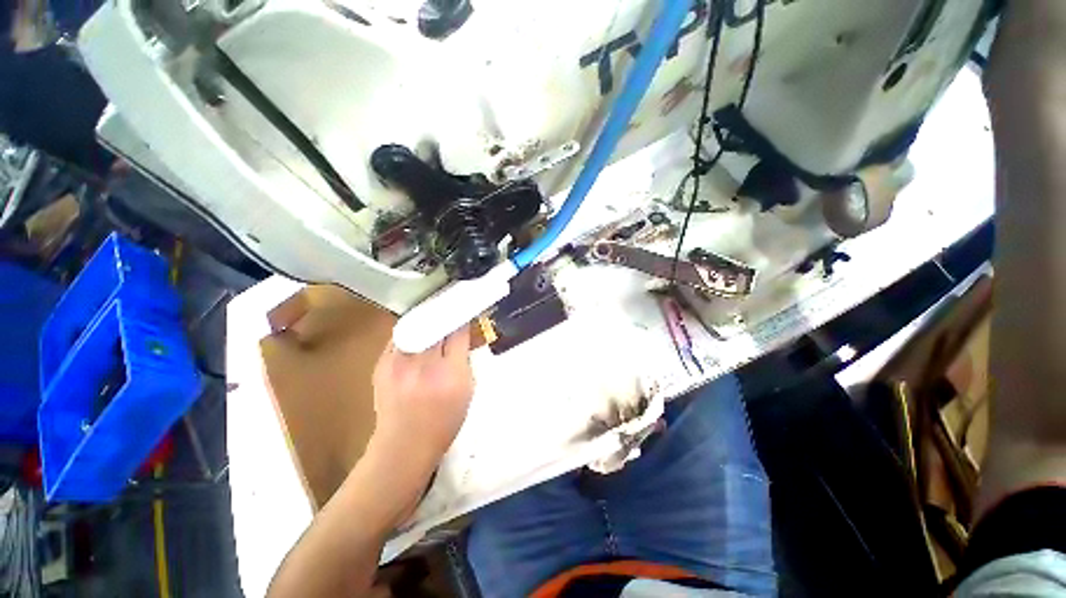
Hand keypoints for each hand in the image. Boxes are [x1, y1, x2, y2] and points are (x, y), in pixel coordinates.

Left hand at [369, 326, 474, 468]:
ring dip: (425, 321)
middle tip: (449, 313)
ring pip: (415, 326)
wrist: (404, 445)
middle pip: (435, 325)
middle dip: (444, 317)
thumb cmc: (444, 422)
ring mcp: (399, 364)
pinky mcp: (382, 365)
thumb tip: (461, 338)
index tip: (463, 314)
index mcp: (451, 373)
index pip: (458, 333)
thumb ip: (464, 360)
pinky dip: (409, 333)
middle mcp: (425, 364)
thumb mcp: (467, 391)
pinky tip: (415, 335)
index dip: (461, 321)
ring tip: (431, 320)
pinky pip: (399, 338)